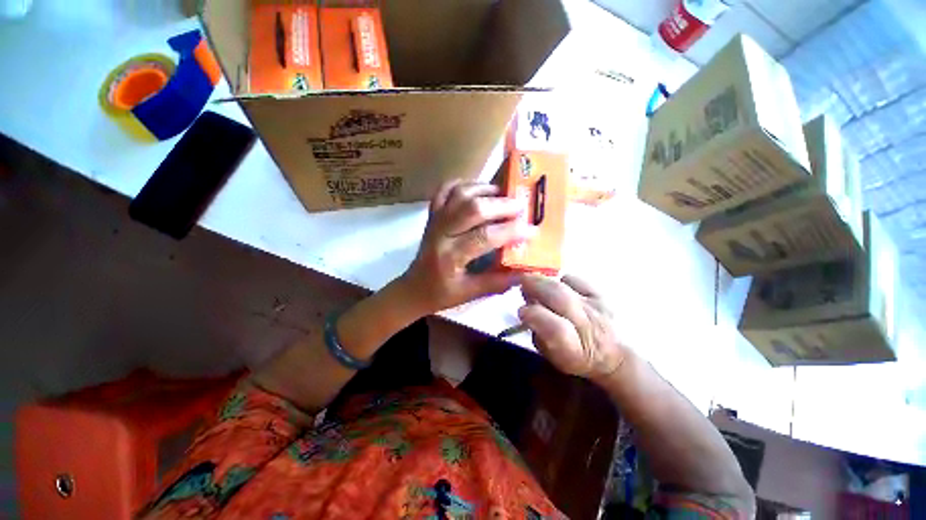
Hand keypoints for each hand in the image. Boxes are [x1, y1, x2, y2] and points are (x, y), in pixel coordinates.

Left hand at [400, 180, 533, 314]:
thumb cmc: (440, 294)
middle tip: (521, 206)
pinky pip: (444, 190)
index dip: (511, 232)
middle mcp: (441, 233)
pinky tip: (477, 187)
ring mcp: (434, 220)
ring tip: (503, 193)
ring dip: (484, 189)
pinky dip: (462, 184)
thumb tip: (524, 273)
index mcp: (450, 256)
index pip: (485, 237)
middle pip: (472, 208)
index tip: (532, 230)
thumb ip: (496, 283)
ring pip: (459, 194)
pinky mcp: (432, 215)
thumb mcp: (469, 294)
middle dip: (501, 205)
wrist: (413, 288)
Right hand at [519, 274, 627, 380]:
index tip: (521, 311)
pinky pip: (577, 280)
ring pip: (565, 286)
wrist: (614, 354)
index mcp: (573, 350)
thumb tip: (526, 310)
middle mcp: (587, 326)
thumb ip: (538, 334)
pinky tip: (557, 286)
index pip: (555, 329)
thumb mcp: (552, 356)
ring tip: (533, 280)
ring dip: (544, 280)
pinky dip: (562, 280)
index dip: (535, 316)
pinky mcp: (601, 294)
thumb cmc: (575, 356)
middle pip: (559, 299)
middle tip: (520, 282)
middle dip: (536, 287)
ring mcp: (596, 307)